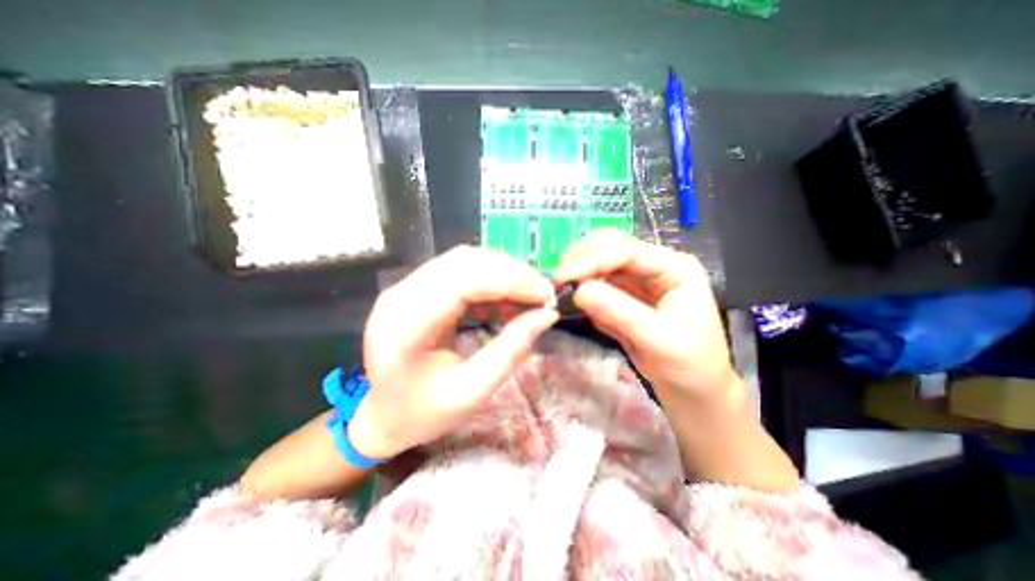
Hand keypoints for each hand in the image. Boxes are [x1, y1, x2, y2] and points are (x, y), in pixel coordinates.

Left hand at [348, 247, 557, 461]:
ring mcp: (404, 288)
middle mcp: (400, 295)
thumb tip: (547, 315)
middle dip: (510, 272)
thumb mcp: (471, 392)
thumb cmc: (422, 413)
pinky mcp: (415, 289)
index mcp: (406, 326)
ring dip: (501, 273)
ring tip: (526, 297)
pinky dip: (489, 280)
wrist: (381, 417)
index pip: (463, 281)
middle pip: (464, 261)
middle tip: (541, 293)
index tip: (545, 294)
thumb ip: (510, 351)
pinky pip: (459, 271)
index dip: (510, 280)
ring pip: (463, 260)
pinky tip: (503, 301)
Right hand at [553, 229, 738, 404]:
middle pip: (611, 246)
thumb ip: (619, 313)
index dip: (591, 259)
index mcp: (673, 267)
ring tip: (559, 288)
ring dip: (578, 271)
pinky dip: (582, 288)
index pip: (627, 251)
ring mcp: (638, 280)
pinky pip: (597, 284)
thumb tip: (578, 291)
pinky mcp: (624, 296)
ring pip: (600, 263)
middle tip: (557, 279)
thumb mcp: (659, 340)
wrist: (694, 390)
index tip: (562, 277)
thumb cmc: (690, 365)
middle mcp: (654, 266)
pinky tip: (571, 299)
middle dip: (581, 258)